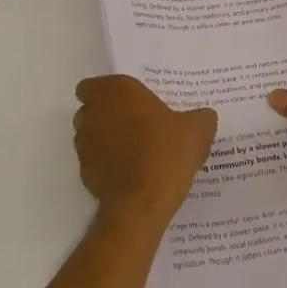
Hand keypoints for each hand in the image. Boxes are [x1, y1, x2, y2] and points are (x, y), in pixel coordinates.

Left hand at [74, 75, 217, 220]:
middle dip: (108, 115)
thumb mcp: (198, 130)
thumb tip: (203, 117)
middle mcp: (93, 113)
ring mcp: (84, 144)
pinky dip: (107, 164)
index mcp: (117, 92)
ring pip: (90, 135)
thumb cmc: (167, 152)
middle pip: (91, 109)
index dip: (107, 93)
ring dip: (106, 139)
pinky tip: (131, 174)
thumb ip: (200, 117)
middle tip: (137, 124)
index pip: (93, 85)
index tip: (129, 103)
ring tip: (135, 151)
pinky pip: (94, 161)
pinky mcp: (84, 172)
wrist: (143, 202)